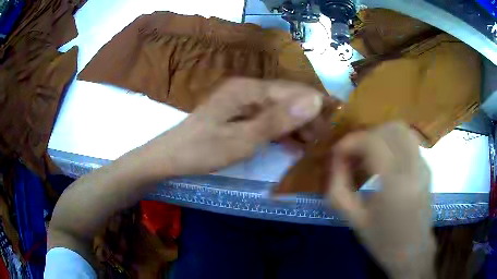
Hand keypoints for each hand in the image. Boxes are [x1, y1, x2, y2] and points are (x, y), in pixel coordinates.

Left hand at [140, 78, 322, 177]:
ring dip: (297, 126)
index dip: (316, 105)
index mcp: (248, 89)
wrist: (170, 158)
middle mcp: (247, 90)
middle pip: (287, 99)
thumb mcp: (243, 139)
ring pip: (279, 109)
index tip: (335, 123)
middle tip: (324, 140)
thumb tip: (314, 101)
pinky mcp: (238, 114)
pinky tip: (292, 145)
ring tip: (313, 145)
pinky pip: (267, 119)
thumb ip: (278, 120)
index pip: (293, 91)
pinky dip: (281, 131)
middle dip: (308, 117)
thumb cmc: (203, 151)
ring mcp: (242, 102)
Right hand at [327, 122, 434, 278]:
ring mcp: (424, 165)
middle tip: (354, 155)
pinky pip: (409, 141)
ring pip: (402, 129)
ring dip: (381, 135)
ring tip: (369, 154)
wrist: (413, 252)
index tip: (338, 154)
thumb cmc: (382, 241)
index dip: (351, 142)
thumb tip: (336, 161)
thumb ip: (338, 188)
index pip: (372, 142)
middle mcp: (413, 168)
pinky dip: (393, 142)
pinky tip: (385, 162)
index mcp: (394, 185)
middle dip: (366, 136)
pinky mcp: (427, 167)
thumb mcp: (353, 220)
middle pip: (389, 129)